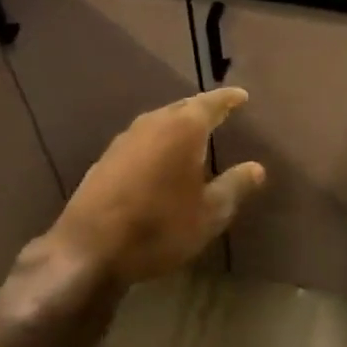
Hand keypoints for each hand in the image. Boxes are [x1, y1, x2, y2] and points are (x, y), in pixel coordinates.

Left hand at [48, 88, 264, 283]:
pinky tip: (160, 158)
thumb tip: (257, 167)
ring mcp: (126, 138)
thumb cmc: (159, 227)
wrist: (89, 249)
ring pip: (160, 121)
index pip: (212, 103)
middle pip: (184, 107)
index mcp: (184, 128)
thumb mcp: (209, 214)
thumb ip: (235, 186)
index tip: (242, 96)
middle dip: (202, 109)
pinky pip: (142, 138)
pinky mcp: (106, 158)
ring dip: (177, 125)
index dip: (228, 99)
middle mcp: (154, 122)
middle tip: (219, 113)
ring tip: (192, 134)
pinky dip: (158, 141)